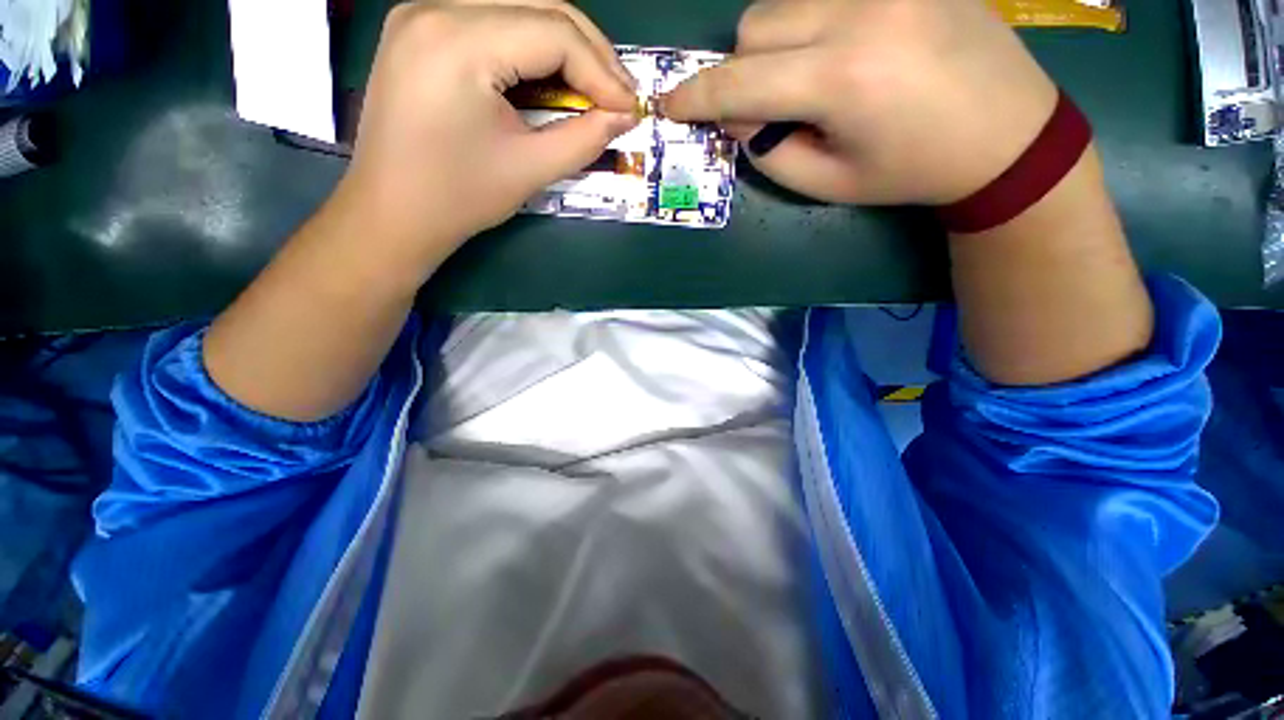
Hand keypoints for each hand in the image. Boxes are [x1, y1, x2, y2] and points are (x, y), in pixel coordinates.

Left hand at [338, 1, 638, 267]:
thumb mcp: (530, 170)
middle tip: (620, 97)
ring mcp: (424, 13)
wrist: (392, 213)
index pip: (555, 32)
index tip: (632, 108)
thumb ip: (585, 138)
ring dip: (565, 48)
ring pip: (520, 10)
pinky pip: (494, 23)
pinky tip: (554, 80)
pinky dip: (533, 50)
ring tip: (595, 90)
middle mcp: (436, 7)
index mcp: (458, 41)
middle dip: (590, 54)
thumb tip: (626, 116)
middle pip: (540, 7)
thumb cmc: (458, 199)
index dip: (603, 71)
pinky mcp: (422, 29)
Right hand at [661, 0, 1057, 205]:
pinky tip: (837, 48)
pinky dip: (807, 22)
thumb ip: (769, 151)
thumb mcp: (827, 182)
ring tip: (807, 77)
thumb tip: (737, 117)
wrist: (1006, 134)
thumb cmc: (910, 171)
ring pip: (782, 1)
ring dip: (772, 43)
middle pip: (754, 26)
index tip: (668, 105)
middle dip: (741, 70)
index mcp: (840, 80)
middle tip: (765, 106)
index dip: (696, 98)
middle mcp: (859, 13)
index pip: (739, 83)